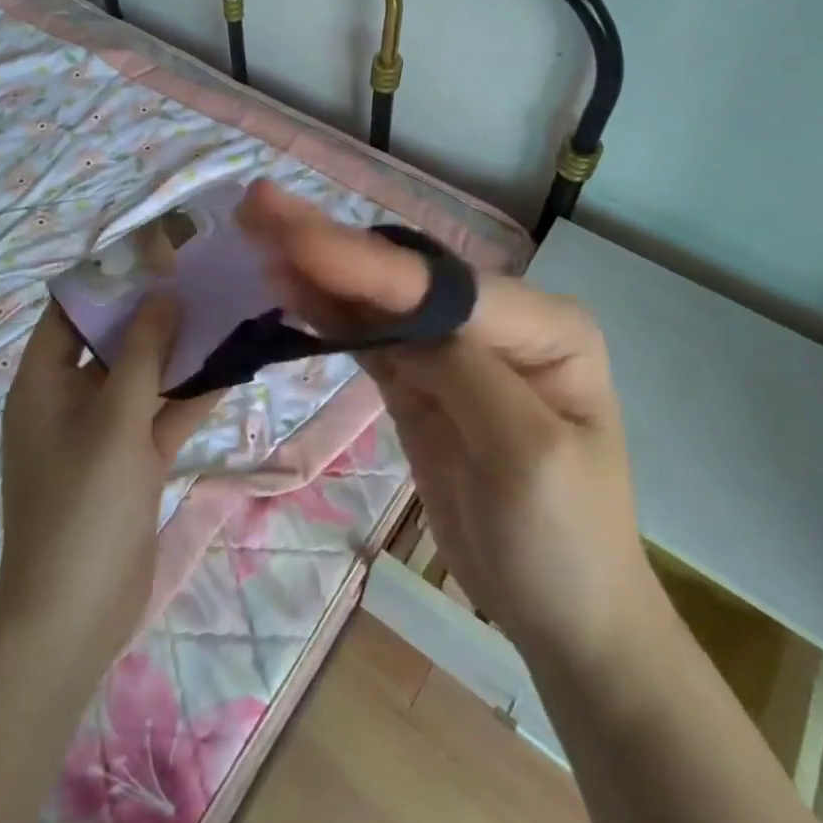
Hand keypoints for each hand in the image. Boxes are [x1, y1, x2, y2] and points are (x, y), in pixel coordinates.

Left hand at [0, 295, 216, 666]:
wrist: (75, 614)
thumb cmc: (84, 503)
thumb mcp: (115, 417)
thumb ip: (143, 352)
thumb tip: (163, 293)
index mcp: (44, 381)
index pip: (70, 310)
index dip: (107, 278)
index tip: (154, 253)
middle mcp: (69, 398)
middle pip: (112, 340)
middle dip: (154, 311)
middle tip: (199, 276)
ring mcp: (102, 432)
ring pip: (143, 377)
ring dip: (179, 351)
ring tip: (224, 310)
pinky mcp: (131, 461)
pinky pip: (160, 415)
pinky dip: (189, 395)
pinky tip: (232, 367)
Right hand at [237, 182, 666, 673]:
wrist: (563, 617)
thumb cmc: (564, 540)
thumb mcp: (526, 457)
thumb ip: (462, 371)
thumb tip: (389, 315)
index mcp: (544, 326)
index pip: (440, 286)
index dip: (363, 263)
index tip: (292, 234)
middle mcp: (498, 322)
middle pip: (403, 277)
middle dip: (331, 244)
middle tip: (260, 205)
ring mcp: (454, 350)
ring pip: (377, 301)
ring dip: (318, 269)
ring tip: (258, 232)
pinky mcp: (420, 381)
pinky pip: (368, 338)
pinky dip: (327, 313)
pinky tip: (287, 286)